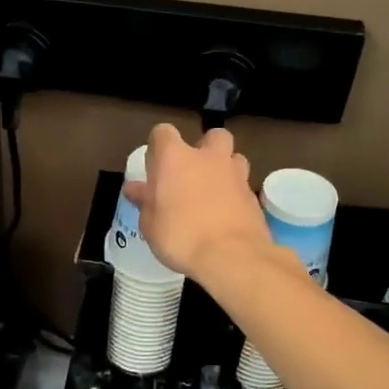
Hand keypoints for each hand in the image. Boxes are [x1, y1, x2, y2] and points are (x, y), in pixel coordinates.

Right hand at [123, 123, 274, 279]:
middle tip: (193, 173)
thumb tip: (135, 189)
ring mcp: (236, 174)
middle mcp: (208, 158)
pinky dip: (235, 194)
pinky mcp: (253, 195)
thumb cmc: (181, 237)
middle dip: (204, 148)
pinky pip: (243, 185)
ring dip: (224, 169)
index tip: (155, 168)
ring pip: (234, 157)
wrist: (232, 256)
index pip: (163, 132)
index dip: (158, 147)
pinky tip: (226, 215)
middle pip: (211, 136)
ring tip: (213, 193)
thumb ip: (145, 201)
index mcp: (175, 158)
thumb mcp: (150, 225)